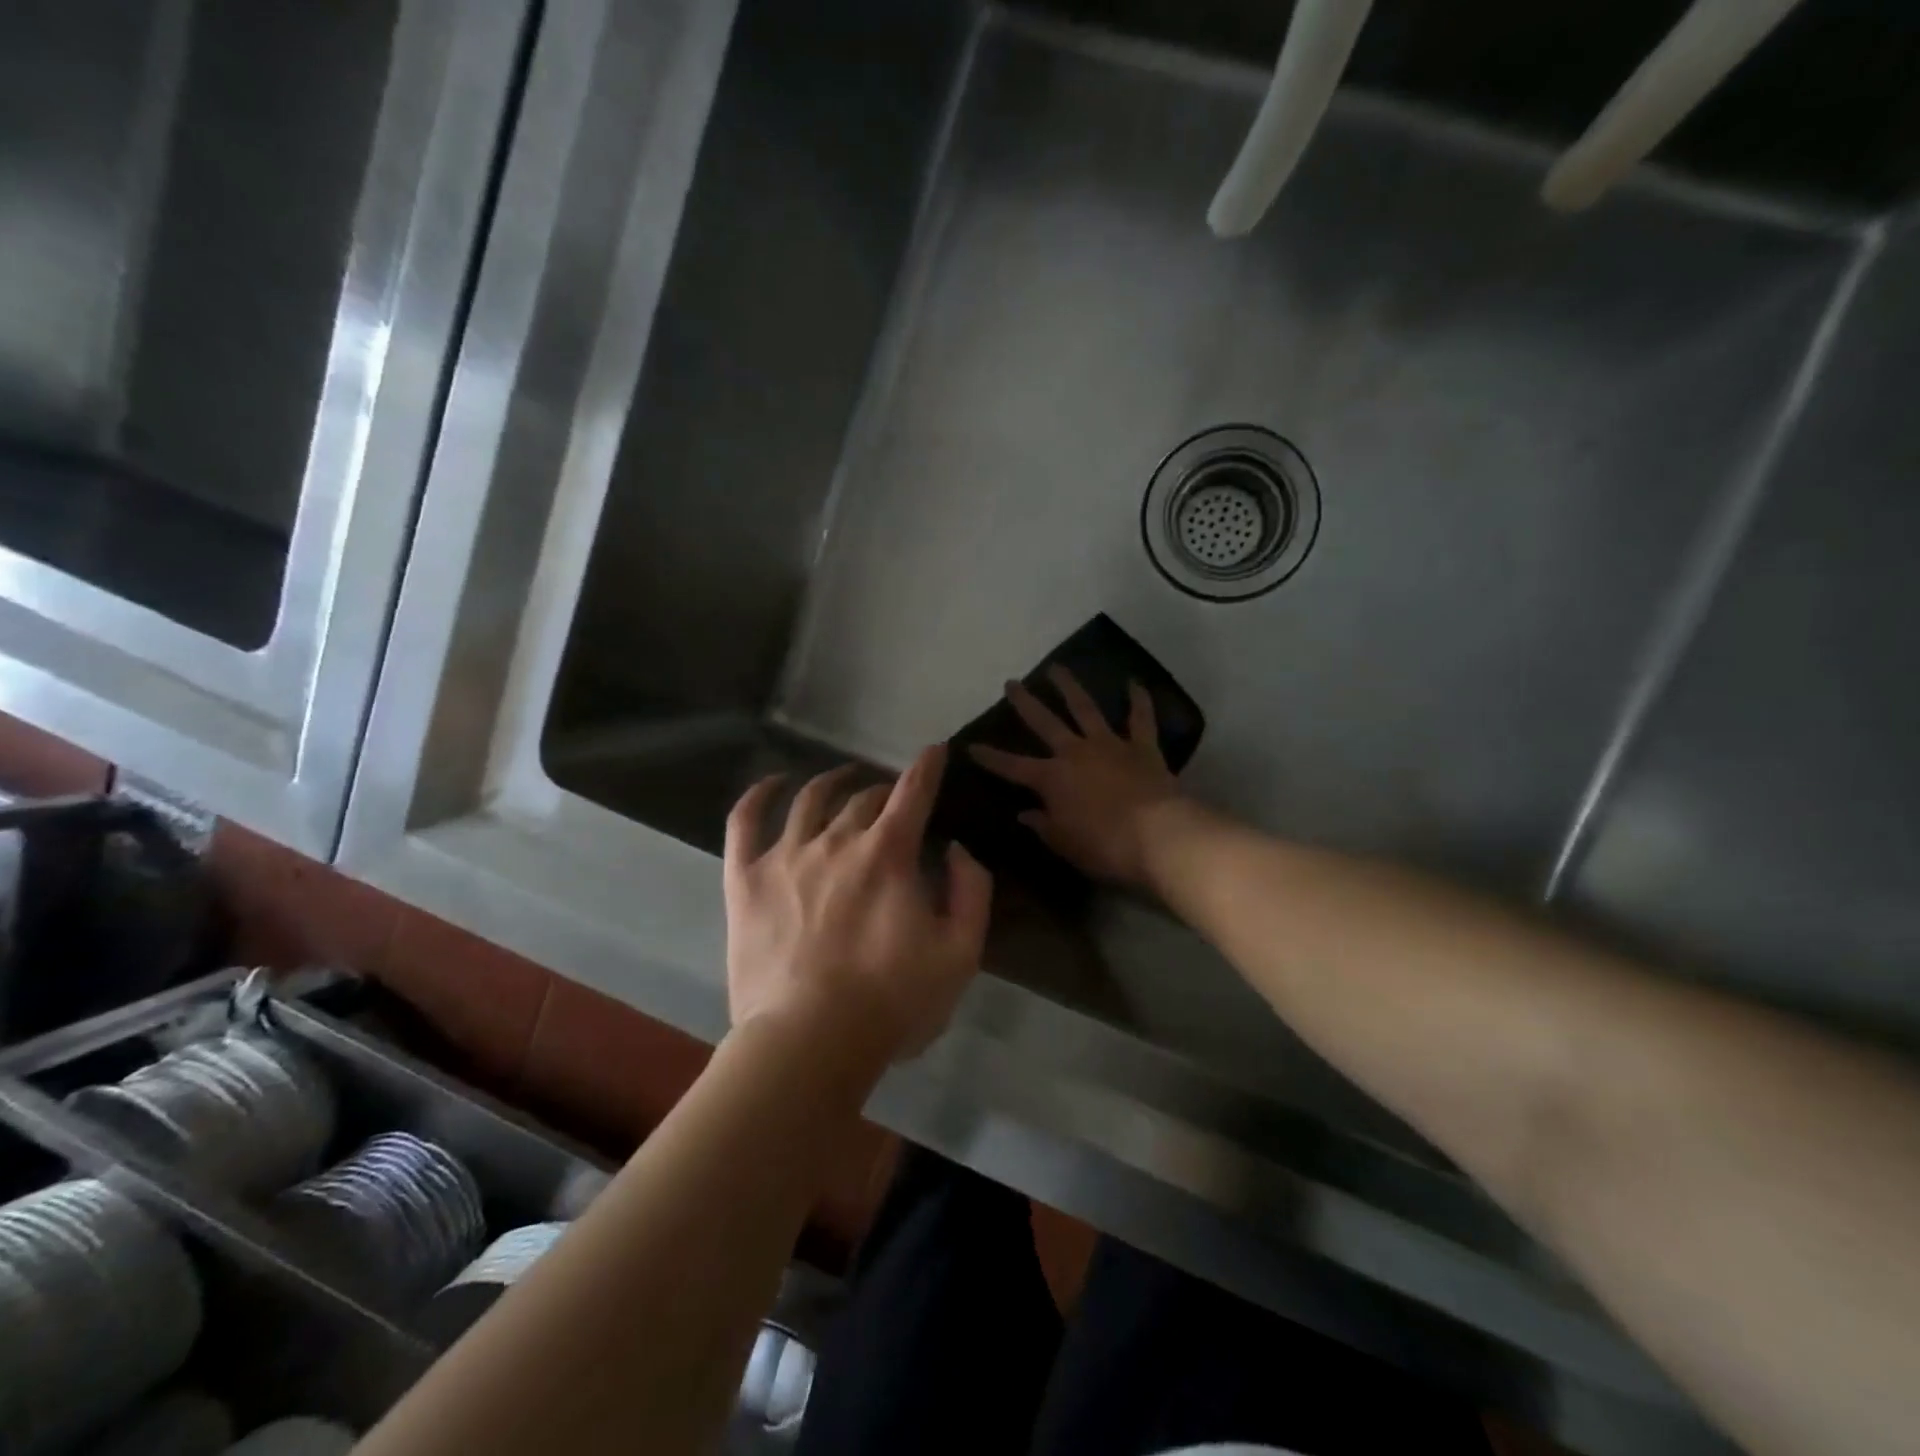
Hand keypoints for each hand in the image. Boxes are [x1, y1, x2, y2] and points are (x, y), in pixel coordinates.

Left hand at [724, 746, 992, 1068]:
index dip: (928, 767)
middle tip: (893, 801)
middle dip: (885, 792)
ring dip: (833, 782)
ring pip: (810, 798)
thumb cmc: (892, 1002)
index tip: (934, 750)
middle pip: (864, 798)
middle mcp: (837, 840)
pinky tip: (772, 784)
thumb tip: (955, 849)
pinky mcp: (745, 879)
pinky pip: (744, 821)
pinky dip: (758, 794)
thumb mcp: (960, 954)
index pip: (913, 793)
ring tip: (843, 778)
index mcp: (888, 854)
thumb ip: (970, 892)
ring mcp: (786, 856)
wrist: (808, 1042)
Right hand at [968, 667, 1180, 887]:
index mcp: (1051, 778)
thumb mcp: (1065, 843)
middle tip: (1012, 683)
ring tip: (1057, 668)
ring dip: (1070, 687)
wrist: (1159, 835)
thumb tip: (1025, 813)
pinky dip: (1138, 700)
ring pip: (1086, 709)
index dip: (990, 757)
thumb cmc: (1105, 846)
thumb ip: (1043, 825)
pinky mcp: (1142, 747)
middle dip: (1026, 703)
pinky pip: (1141, 719)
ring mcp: (1110, 745)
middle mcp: (1075, 753)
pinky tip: (1134, 682)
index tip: (969, 745)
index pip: (1012, 766)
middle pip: (1045, 723)